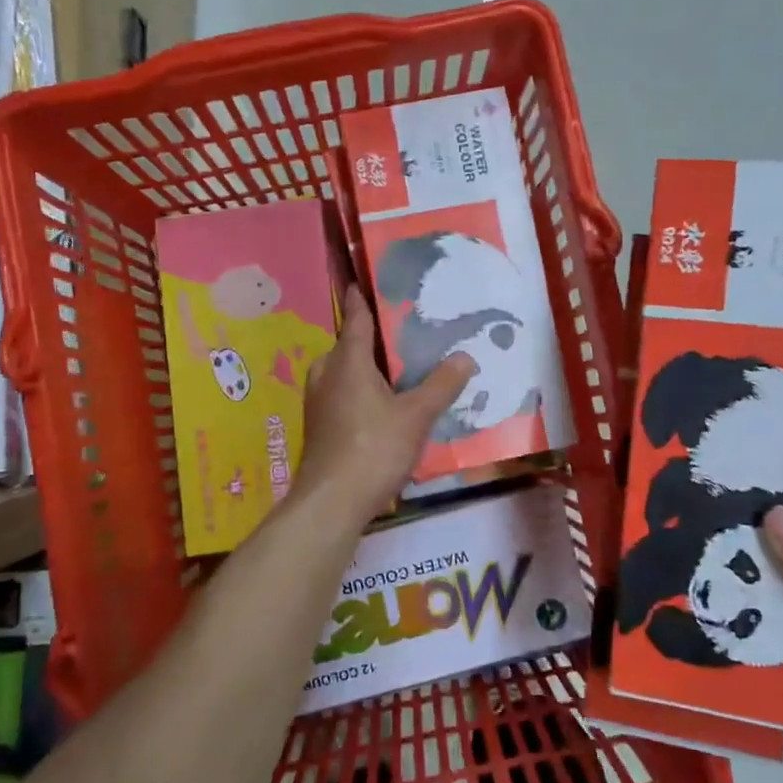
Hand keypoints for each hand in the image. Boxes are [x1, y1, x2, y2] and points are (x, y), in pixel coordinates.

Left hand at [295, 287, 474, 528]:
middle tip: (401, 334)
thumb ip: (441, 385)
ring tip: (396, 371)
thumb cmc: (373, 448)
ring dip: (365, 368)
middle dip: (370, 339)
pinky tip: (381, 406)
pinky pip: (340, 394)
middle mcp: (326, 374)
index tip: (362, 280)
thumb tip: (465, 356)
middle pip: (348, 346)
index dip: (362, 299)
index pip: (356, 319)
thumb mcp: (416, 416)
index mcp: (347, 361)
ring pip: (343, 372)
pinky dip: (359, 391)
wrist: (331, 501)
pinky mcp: (318, 426)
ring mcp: (317, 402)